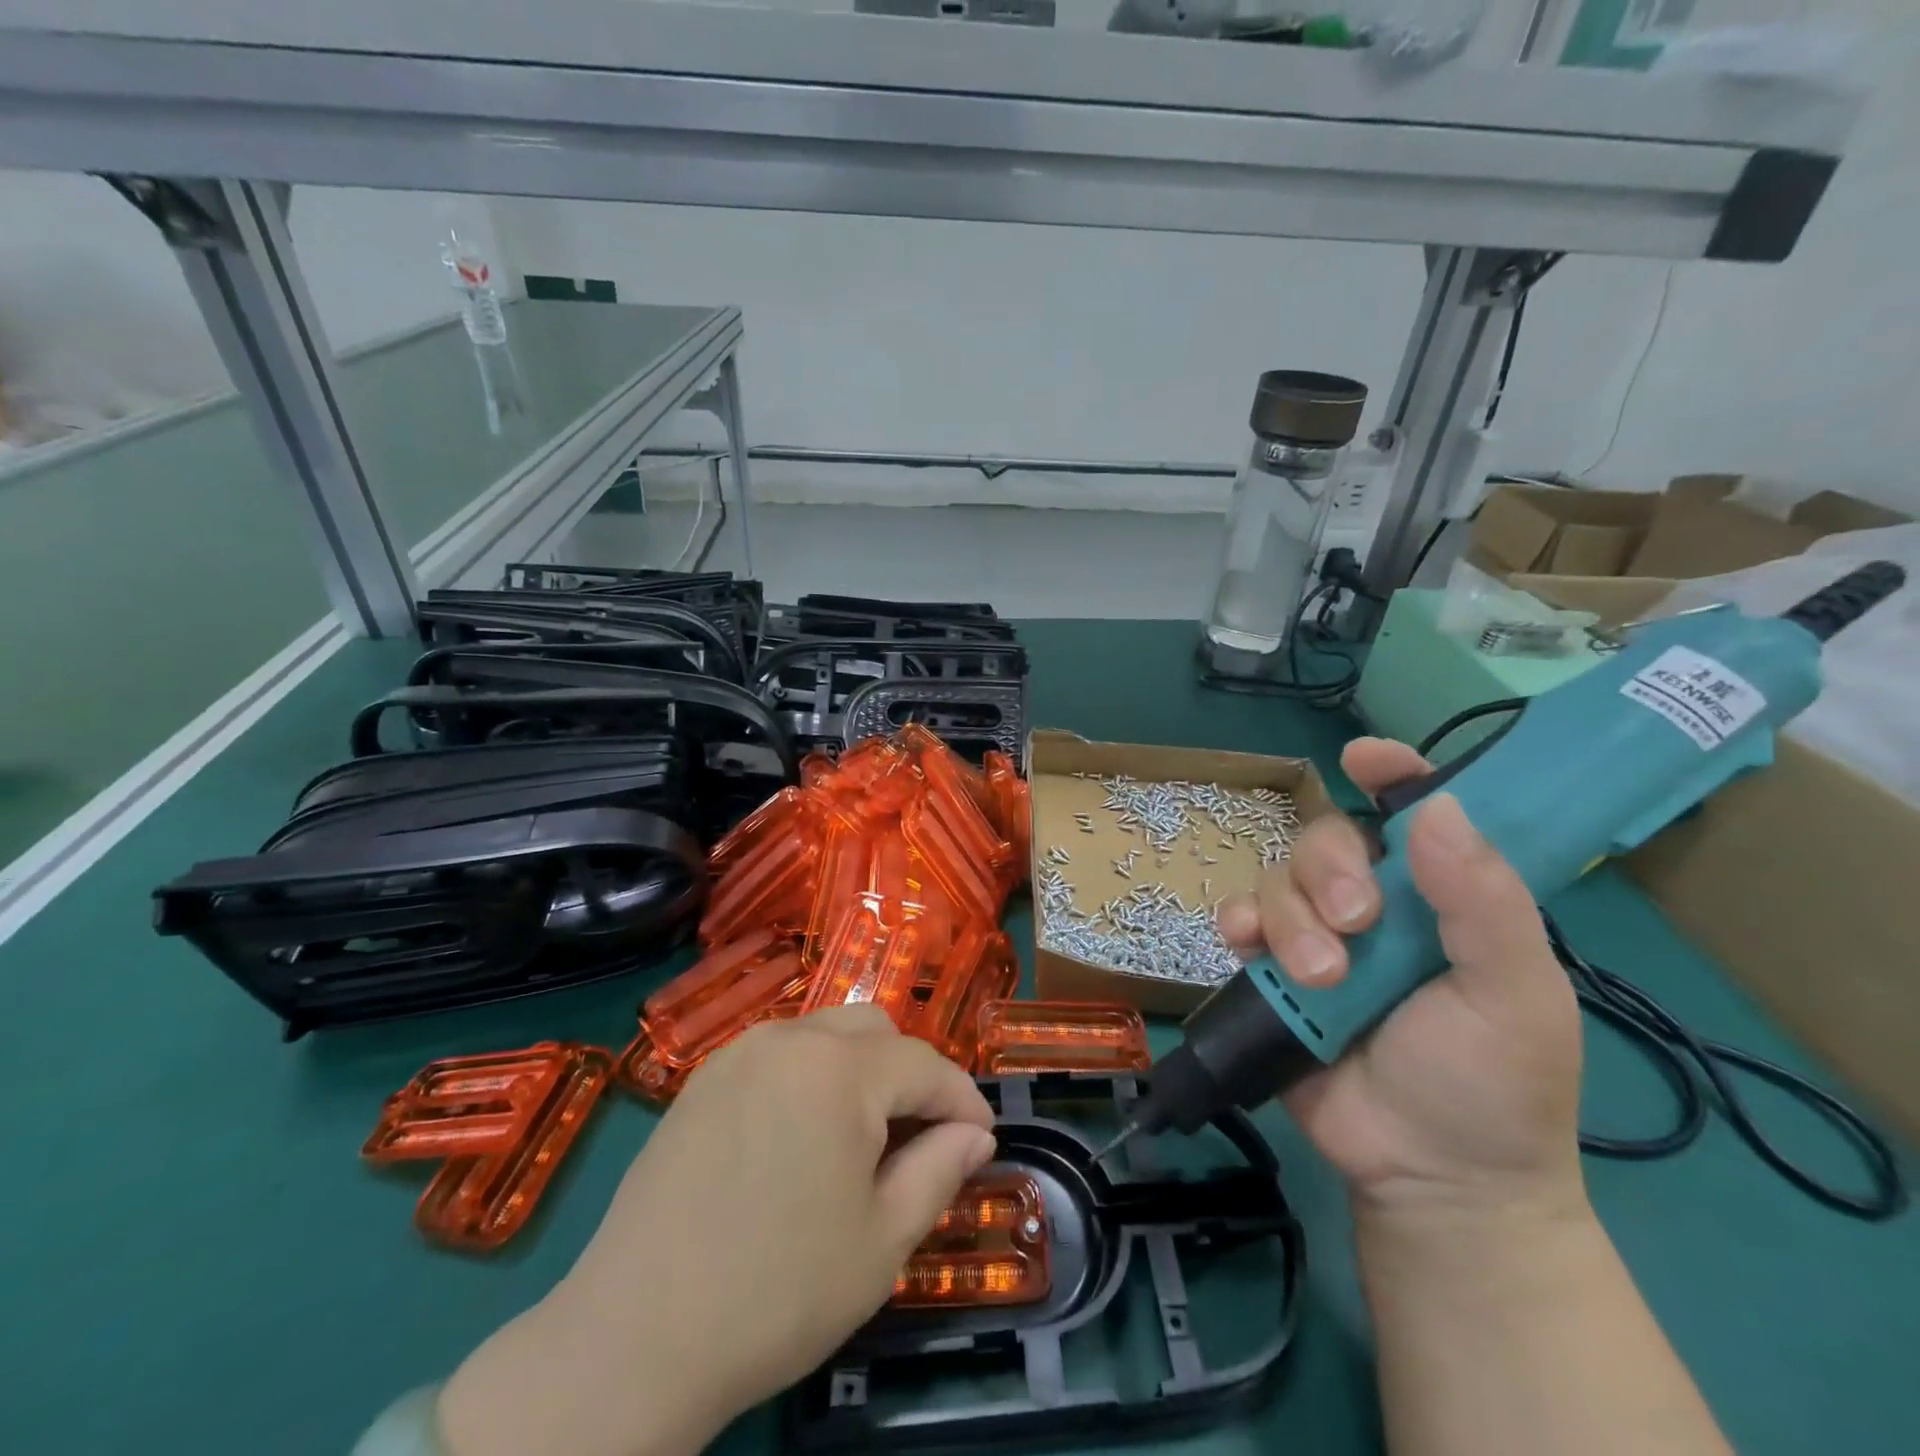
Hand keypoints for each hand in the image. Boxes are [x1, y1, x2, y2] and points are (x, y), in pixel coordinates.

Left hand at [437, 1006, 996, 1455]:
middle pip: (874, 1031)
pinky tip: (800, 1138)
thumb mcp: (882, 1240)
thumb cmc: (778, 1292)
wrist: (634, 1340)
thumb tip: (974, 1135)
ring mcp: (739, 1053)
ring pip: (825, 1034)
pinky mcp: (703, 1078)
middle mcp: (789, 1040)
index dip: (962, 1100)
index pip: (924, 1064)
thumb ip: (940, 1170)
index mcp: (839, 1069)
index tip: (981, 1139)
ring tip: (860, 1140)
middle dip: (909, 1075)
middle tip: (917, 1140)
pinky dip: (810, 1077)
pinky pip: (779, 1054)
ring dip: (859, 1071)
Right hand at [1217, 737, 1584, 1221]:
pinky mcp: (1270, 970)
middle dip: (1331, 870)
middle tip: (1355, 923)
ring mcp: (1317, 936)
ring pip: (1278, 878)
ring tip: (1321, 978)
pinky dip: (1238, 923)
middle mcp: (1374, 904)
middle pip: (1326, 839)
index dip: (1391, 775)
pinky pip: (1238, 919)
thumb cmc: (1493, 1085)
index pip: (1414, 813)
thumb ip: (1483, 902)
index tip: (1363, 757)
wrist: (1430, 1177)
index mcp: (1440, 898)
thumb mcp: (1516, 995)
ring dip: (1292, 917)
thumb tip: (1436, 806)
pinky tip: (1248, 946)